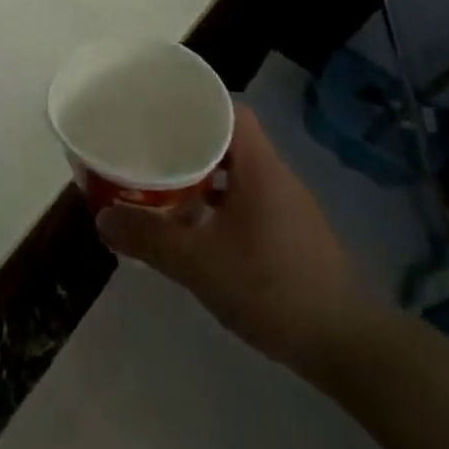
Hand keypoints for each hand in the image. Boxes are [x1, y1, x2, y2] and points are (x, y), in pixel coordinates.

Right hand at [95, 102, 369, 374]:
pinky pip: (245, 199)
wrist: (346, 345)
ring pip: (236, 172)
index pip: (230, 110)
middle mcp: (276, 176)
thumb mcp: (198, 263)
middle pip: (229, 139)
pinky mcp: (290, 233)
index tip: (158, 111)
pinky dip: (216, 203)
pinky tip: (193, 226)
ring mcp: (287, 206)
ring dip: (201, 175)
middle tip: (147, 147)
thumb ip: (148, 238)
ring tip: (161, 183)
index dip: (195, 103)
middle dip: (187, 140)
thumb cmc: (271, 288)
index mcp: (259, 167)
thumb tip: (102, 220)